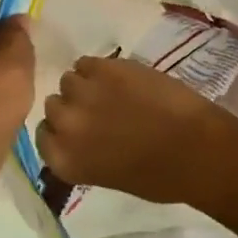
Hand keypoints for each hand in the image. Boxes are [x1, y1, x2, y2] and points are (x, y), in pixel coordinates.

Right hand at [35, 55, 237, 207]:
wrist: (195, 148)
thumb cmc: (158, 176)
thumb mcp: (107, 175)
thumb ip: (83, 153)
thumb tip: (78, 135)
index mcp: (64, 160)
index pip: (42, 136)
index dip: (61, 130)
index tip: (78, 129)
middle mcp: (64, 126)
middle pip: (53, 105)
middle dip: (73, 107)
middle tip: (98, 110)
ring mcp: (83, 93)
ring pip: (69, 80)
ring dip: (85, 85)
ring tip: (110, 90)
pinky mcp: (105, 67)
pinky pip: (87, 61)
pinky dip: (99, 68)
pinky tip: (120, 77)